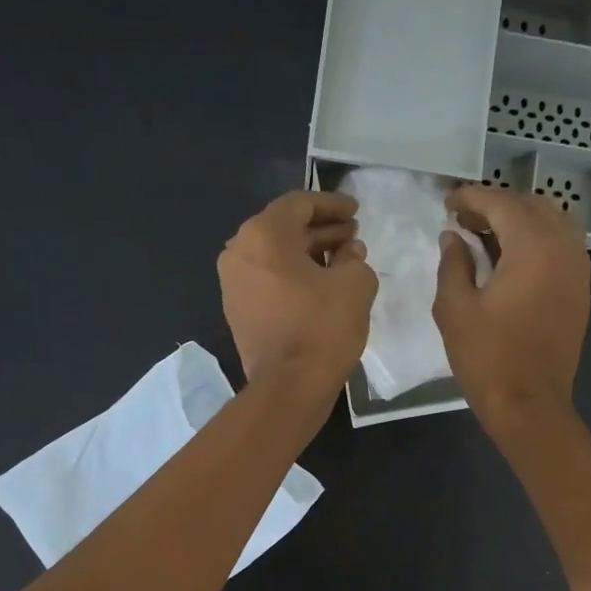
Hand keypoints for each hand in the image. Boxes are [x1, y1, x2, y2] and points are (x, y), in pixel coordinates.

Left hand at [218, 190, 375, 394]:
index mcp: (263, 235)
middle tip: (353, 235)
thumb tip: (348, 253)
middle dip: (322, 229)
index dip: (332, 204)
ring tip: (343, 260)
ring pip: (275, 255)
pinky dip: (294, 275)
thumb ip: (354, 257)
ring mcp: (233, 283)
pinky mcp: (238, 310)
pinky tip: (322, 285)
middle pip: (284, 228)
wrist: (289, 387)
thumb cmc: (323, 328)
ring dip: (309, 253)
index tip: (357, 211)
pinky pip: (268, 279)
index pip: (300, 203)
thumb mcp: (355, 284)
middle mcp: (239, 251)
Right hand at [433, 186, 589, 434]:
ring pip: (553, 223)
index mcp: (533, 247)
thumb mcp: (455, 309)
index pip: (502, 204)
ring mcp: (578, 270)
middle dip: (497, 206)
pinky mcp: (580, 291)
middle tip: (464, 220)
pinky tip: (512, 260)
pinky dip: (537, 240)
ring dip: (520, 221)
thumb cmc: (487, 358)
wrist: (529, 405)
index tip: (448, 202)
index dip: (472, 198)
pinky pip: (563, 247)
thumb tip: (453, 238)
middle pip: (532, 206)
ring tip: (488, 236)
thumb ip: (453, 264)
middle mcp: (564, 248)